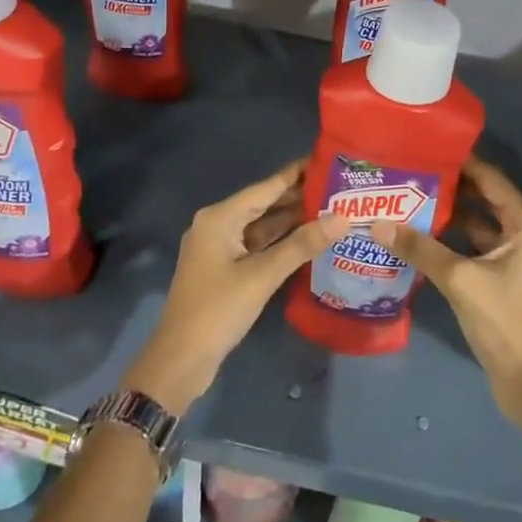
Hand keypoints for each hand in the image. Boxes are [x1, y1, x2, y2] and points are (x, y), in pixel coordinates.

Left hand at [125, 161, 346, 414]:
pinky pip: (257, 246)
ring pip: (262, 227)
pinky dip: (281, 243)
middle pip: (264, 204)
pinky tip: (309, 240)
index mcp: (220, 217)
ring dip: (292, 221)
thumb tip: (342, 218)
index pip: (265, 187)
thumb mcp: (262, 276)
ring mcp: (220, 248)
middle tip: (339, 189)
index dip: (296, 174)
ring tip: (332, 210)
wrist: (180, 361)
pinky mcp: (225, 269)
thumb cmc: (217, 310)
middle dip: (299, 198)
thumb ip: (302, 245)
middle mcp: (218, 225)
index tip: (327, 160)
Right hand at [372, 158, 521, 425]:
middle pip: (482, 198)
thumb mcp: (460, 280)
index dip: (459, 163)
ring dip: (446, 214)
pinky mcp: (500, 277)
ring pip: (475, 224)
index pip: (490, 178)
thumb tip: (377, 223)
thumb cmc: (505, 321)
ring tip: (405, 199)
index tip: (424, 149)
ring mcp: (512, 256)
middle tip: (407, 173)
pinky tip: (416, 236)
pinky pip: (471, 246)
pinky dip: (448, 240)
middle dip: (447, 187)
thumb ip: (420, 248)